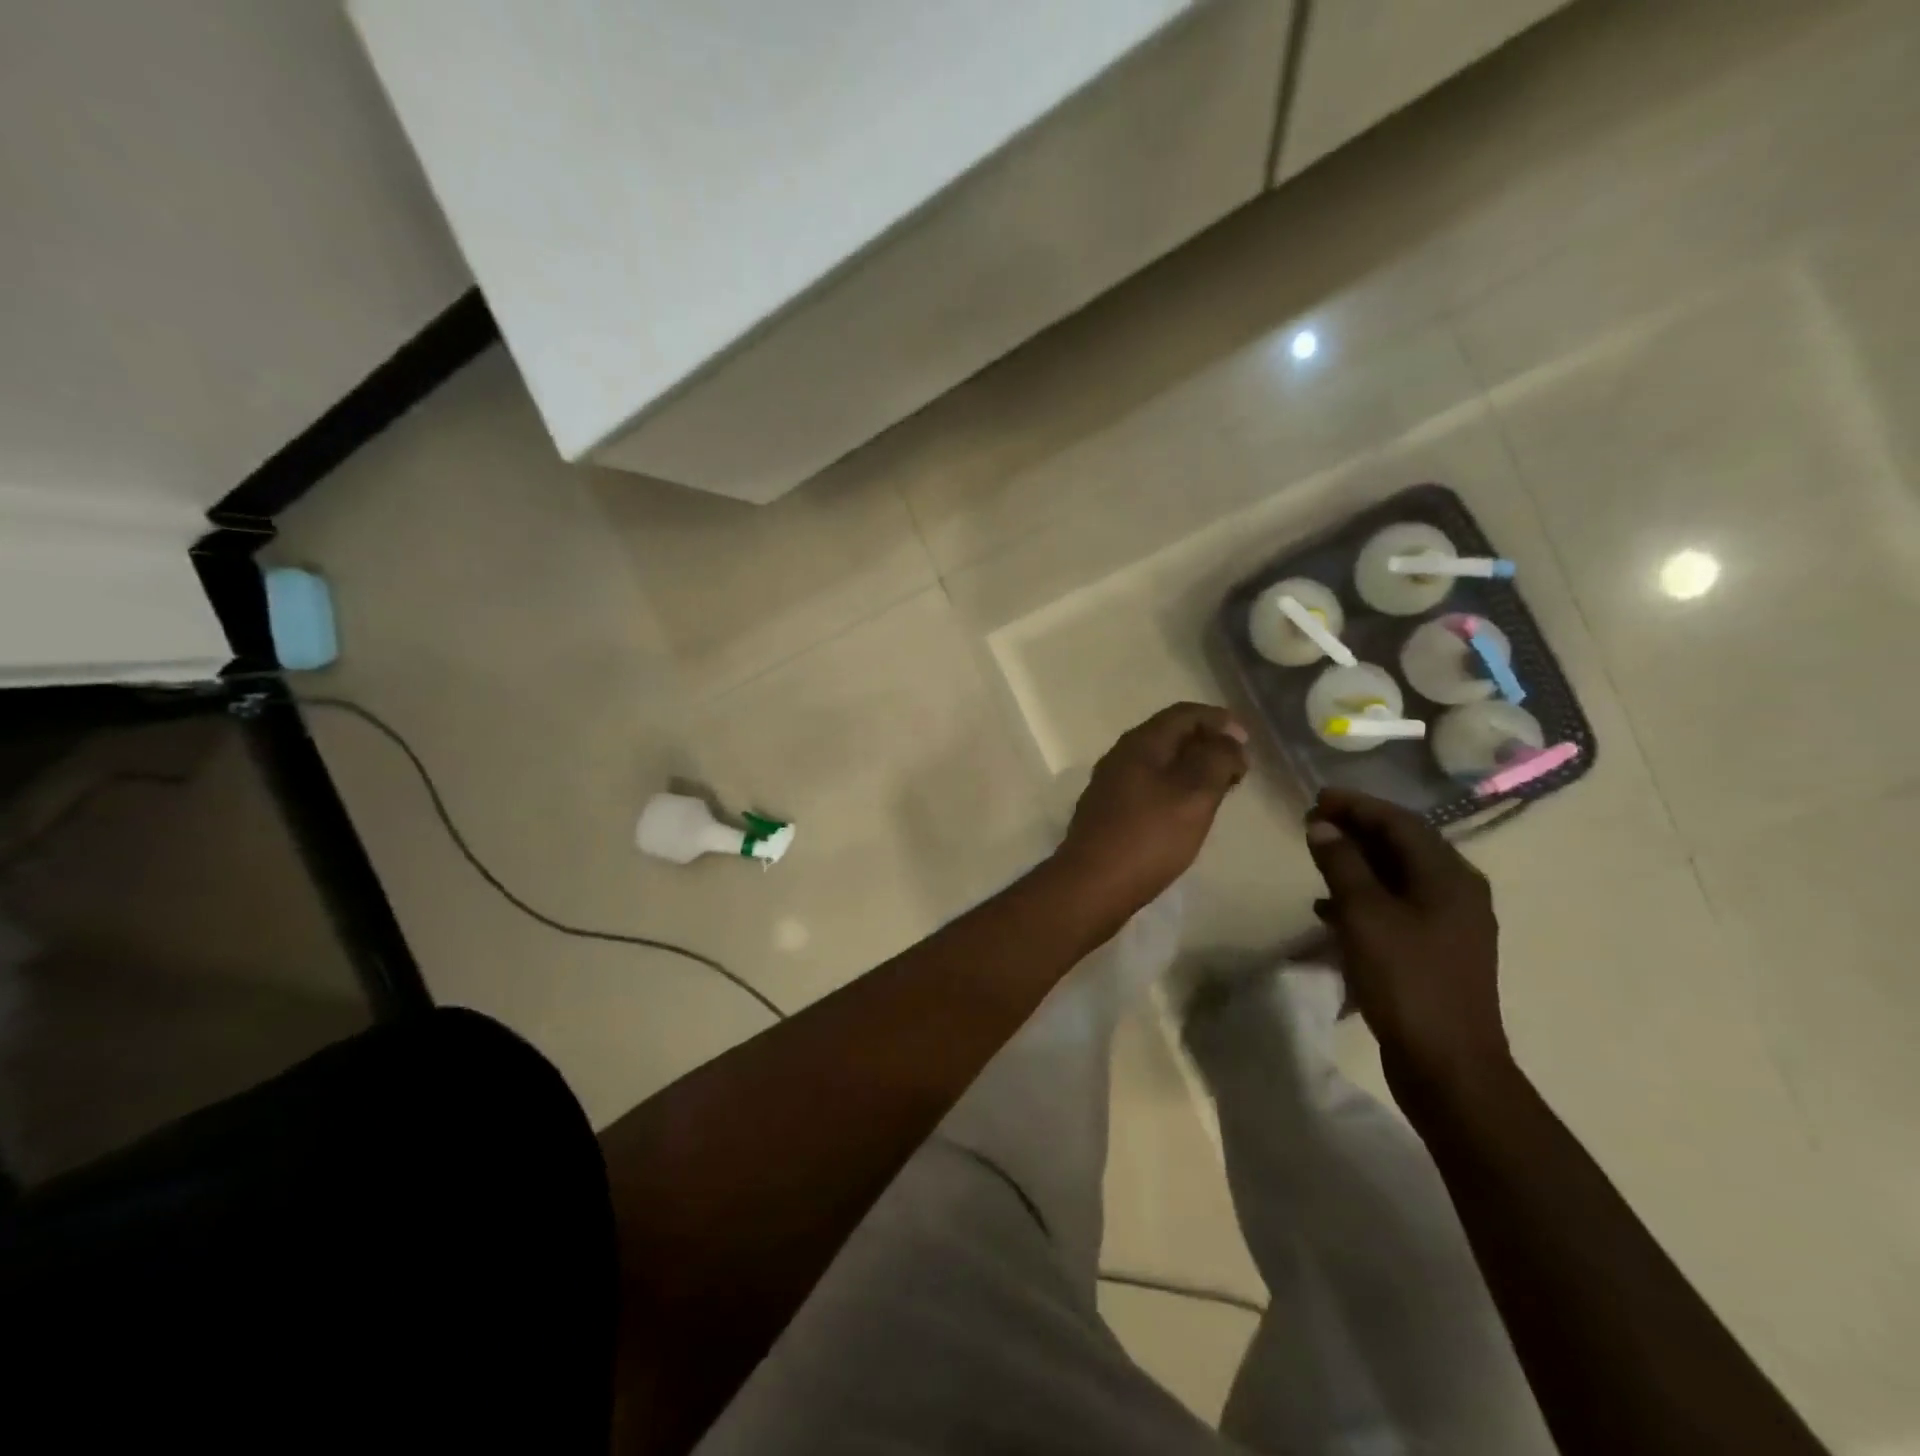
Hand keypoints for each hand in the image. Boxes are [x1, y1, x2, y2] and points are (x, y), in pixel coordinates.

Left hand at [1054, 704, 1249, 914]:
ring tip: (1219, 788)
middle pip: (1169, 735)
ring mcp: (1110, 784)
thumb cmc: (1148, 837)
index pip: (1183, 714)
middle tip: (1237, 767)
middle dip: (1206, 743)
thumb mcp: (1194, 795)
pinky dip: (1174, 787)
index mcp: (1140, 743)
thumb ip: (1216, 761)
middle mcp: (1120, 756)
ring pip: (1159, 762)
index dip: (1218, 720)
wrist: (1091, 884)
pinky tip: (1187, 810)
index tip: (1247, 739)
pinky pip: (1148, 785)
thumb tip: (1229, 740)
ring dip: (1191, 767)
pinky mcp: (1108, 811)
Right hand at [1304, 787, 1510, 1096]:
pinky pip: (1396, 906)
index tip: (1316, 798)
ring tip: (1318, 858)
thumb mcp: (1365, 915)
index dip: (1357, 805)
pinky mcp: (1435, 951)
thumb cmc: (1406, 981)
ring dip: (1358, 862)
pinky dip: (1364, 897)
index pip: (1400, 822)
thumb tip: (1322, 826)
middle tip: (1313, 823)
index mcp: (1449, 877)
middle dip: (1357, 830)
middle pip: (1403, 845)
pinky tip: (1329, 909)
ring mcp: (1449, 925)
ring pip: (1398, 876)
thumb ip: (1342, 864)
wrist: (1448, 1065)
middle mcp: (1457, 892)